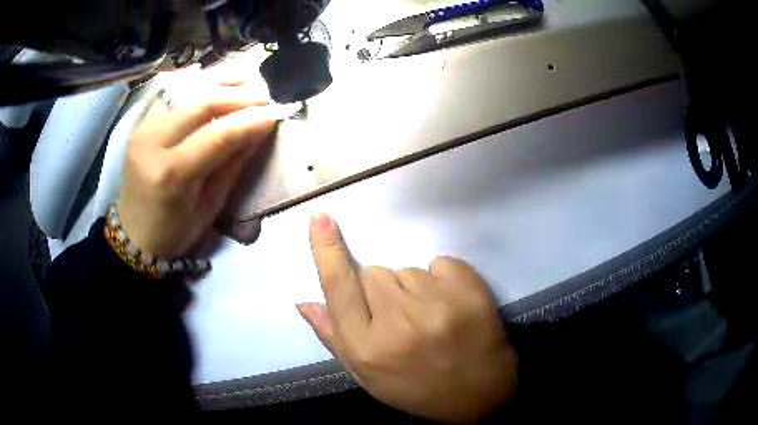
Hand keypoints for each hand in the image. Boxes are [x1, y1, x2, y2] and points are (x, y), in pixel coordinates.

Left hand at [118, 88, 275, 258]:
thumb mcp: (208, 207)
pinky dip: (195, 84)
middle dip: (237, 95)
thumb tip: (258, 130)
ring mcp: (143, 130)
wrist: (133, 235)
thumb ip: (231, 164)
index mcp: (172, 175)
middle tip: (263, 95)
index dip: (249, 121)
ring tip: (246, 76)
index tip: (275, 113)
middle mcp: (153, 144)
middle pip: (200, 103)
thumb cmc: (173, 232)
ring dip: (218, 81)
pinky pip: (171, 94)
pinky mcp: (140, 124)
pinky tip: (215, 82)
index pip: (217, 135)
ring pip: (184, 91)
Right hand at [298, 213, 517, 423]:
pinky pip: (439, 263)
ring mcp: (438, 304)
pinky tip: (450, 306)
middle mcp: (400, 323)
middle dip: (379, 291)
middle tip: (399, 318)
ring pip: (406, 270)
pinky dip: (441, 279)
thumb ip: (333, 337)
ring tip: (428, 318)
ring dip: (411, 289)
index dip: (326, 250)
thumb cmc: (417, 388)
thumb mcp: (367, 376)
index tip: (319, 218)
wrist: (480, 392)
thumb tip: (304, 301)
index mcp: (368, 348)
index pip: (338, 287)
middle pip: (372, 273)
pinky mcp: (469, 289)